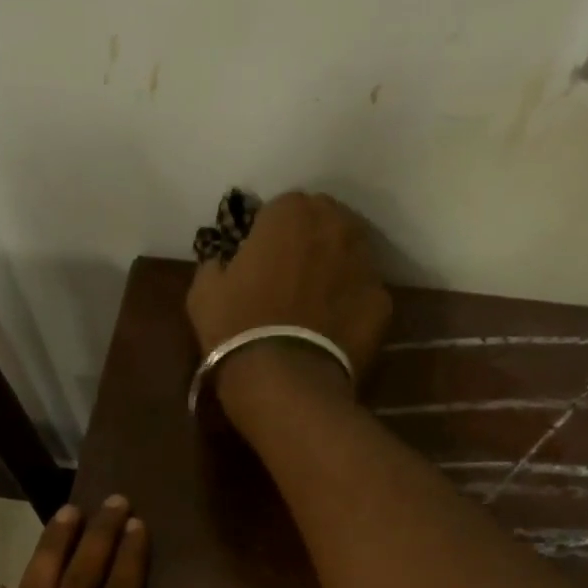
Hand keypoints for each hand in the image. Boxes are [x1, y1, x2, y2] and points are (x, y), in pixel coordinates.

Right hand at [185, 191, 392, 406]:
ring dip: (335, 266)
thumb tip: (224, 262)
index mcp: (291, 213)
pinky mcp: (383, 302)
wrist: (283, 381)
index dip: (271, 231)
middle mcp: (336, 226)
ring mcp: (366, 263)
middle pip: (326, 221)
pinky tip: (332, 328)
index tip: (259, 257)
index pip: (284, 206)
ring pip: (351, 253)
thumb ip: (217, 264)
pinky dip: (350, 304)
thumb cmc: (236, 328)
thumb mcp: (203, 292)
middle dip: (310, 240)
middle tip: (289, 274)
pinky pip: (363, 293)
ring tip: (314, 300)